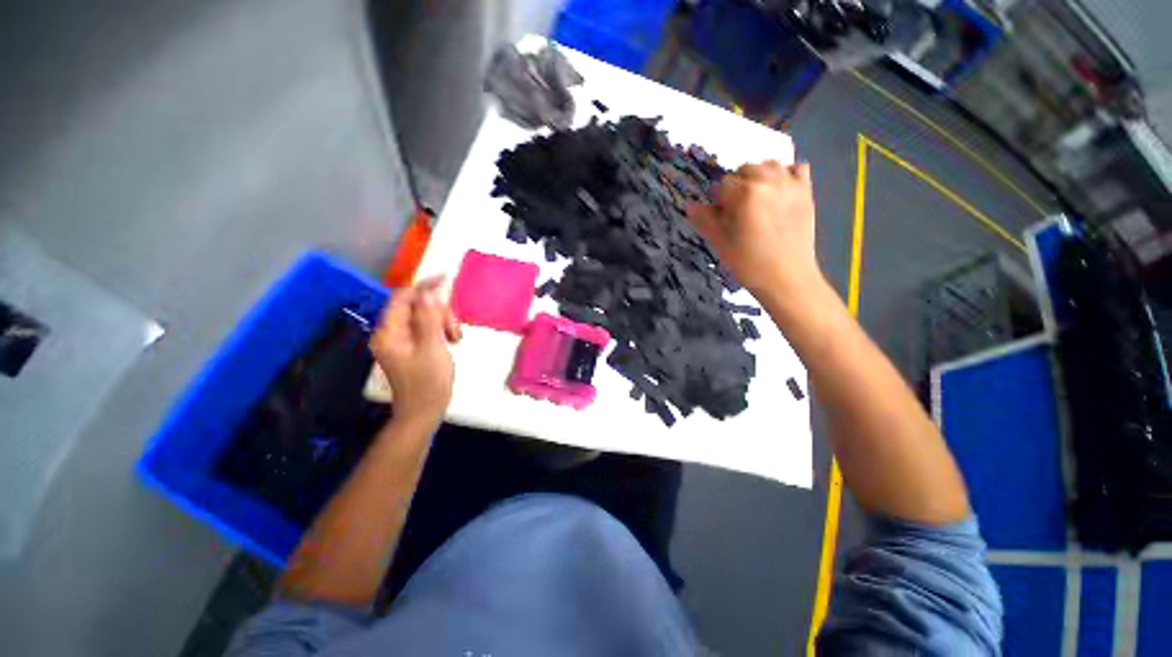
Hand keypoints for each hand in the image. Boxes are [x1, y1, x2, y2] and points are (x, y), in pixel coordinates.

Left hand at [369, 277, 460, 428]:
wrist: (423, 412)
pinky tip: (449, 341)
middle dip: (438, 312)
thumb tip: (428, 292)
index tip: (446, 279)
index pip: (403, 297)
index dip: (424, 286)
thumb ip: (429, 318)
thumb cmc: (429, 382)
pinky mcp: (409, 347)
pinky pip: (425, 327)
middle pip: (415, 306)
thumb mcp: (433, 348)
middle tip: (454, 330)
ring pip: (423, 316)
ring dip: (442, 321)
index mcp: (389, 332)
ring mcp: (399, 341)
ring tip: (454, 339)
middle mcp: (389, 333)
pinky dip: (439, 329)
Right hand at [688, 161, 822, 297]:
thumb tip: (690, 205)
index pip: (723, 184)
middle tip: (737, 210)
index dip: (718, 200)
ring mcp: (791, 184)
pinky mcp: (806, 192)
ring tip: (756, 199)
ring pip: (769, 165)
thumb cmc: (748, 263)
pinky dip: (786, 175)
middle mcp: (769, 181)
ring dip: (759, 177)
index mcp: (745, 193)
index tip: (720, 216)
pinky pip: (797, 168)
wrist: (787, 278)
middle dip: (737, 186)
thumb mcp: (720, 243)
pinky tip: (779, 192)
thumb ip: (705, 220)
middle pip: (745, 169)